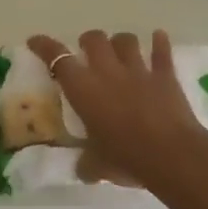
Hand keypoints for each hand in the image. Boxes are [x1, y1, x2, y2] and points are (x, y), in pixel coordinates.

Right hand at [27, 31, 207, 191]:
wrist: (172, 156)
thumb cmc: (125, 158)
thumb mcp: (96, 166)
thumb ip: (86, 164)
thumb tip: (83, 170)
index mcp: (83, 90)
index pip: (57, 59)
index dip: (44, 46)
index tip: (35, 41)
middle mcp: (108, 72)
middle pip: (94, 39)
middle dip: (88, 41)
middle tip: (86, 51)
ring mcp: (139, 70)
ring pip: (126, 40)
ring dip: (120, 41)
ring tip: (119, 48)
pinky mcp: (166, 76)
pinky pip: (162, 51)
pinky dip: (159, 43)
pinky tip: (158, 38)